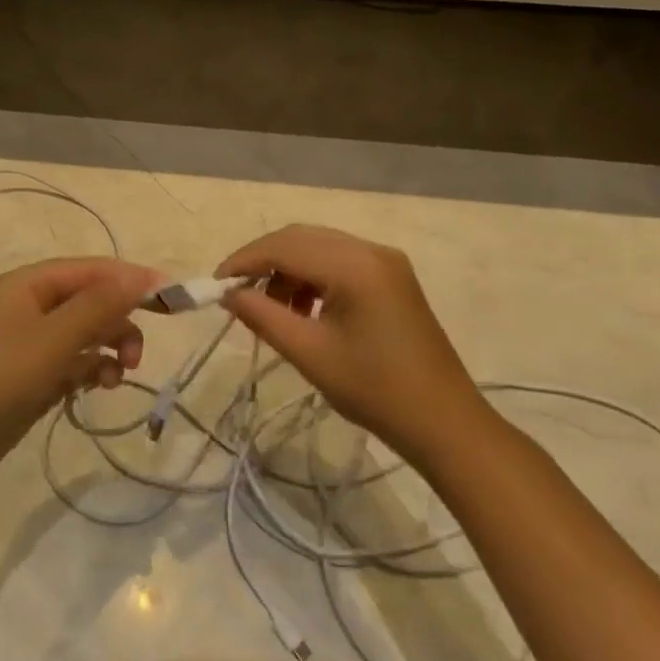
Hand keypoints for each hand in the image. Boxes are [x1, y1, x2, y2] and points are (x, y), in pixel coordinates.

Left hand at [0, 258, 164, 496]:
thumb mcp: (51, 340)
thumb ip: (99, 306)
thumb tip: (142, 276)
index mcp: (29, 284)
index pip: (93, 269)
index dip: (132, 279)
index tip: (173, 298)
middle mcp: (29, 306)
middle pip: (90, 300)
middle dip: (119, 321)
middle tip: (137, 355)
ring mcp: (27, 343)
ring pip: (84, 334)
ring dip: (108, 348)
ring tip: (118, 377)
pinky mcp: (28, 377)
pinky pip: (71, 362)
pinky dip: (89, 370)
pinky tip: (96, 388)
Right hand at [216, 225, 481, 456]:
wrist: (444, 422)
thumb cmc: (374, 390)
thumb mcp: (310, 354)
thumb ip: (263, 316)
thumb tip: (229, 295)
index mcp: (354, 265)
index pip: (284, 246)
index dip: (244, 261)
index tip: (215, 285)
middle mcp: (370, 250)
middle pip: (301, 238)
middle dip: (264, 261)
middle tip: (236, 294)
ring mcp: (385, 261)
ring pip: (319, 247)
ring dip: (288, 269)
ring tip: (270, 308)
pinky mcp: (392, 277)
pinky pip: (340, 261)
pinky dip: (312, 276)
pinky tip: (303, 309)